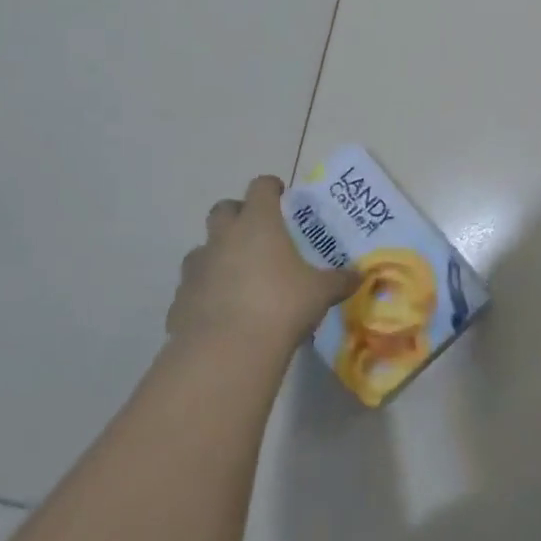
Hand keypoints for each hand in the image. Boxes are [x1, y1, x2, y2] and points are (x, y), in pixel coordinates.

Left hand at [168, 176, 357, 350]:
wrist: (226, 352)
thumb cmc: (281, 306)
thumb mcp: (320, 292)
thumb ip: (339, 280)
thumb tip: (360, 276)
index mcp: (258, 223)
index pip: (260, 188)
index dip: (271, 188)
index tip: (280, 195)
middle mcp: (223, 237)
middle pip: (222, 209)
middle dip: (237, 214)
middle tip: (257, 231)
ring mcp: (196, 268)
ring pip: (203, 248)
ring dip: (218, 254)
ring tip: (238, 275)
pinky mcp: (179, 300)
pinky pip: (193, 287)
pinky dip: (205, 291)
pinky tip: (221, 311)